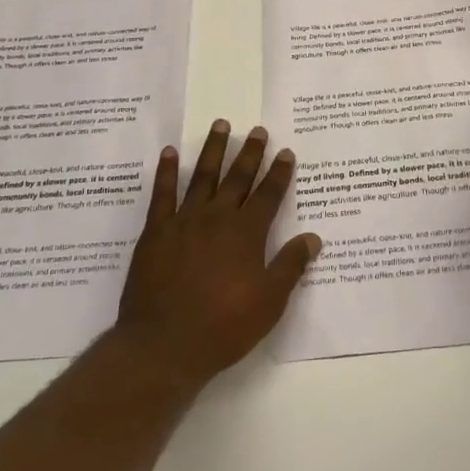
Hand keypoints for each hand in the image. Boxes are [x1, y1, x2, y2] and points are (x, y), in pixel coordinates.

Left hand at [116, 119, 320, 385]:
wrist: (164, 345)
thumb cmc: (223, 327)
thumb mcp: (269, 302)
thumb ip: (290, 266)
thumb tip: (313, 237)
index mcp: (247, 233)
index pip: (268, 195)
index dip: (279, 173)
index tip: (286, 152)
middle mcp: (218, 218)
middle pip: (238, 178)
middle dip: (250, 153)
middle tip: (257, 130)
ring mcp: (184, 221)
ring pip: (202, 176)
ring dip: (213, 150)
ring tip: (220, 125)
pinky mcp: (156, 232)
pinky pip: (162, 194)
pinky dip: (166, 172)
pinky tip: (169, 153)